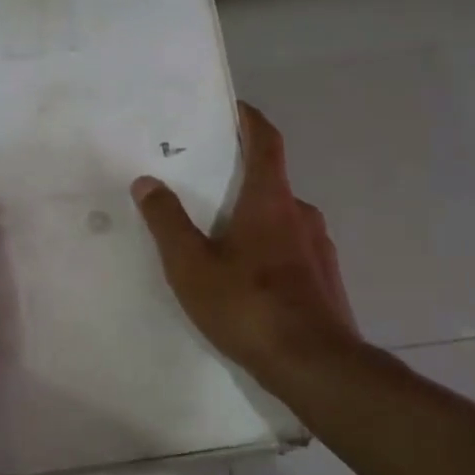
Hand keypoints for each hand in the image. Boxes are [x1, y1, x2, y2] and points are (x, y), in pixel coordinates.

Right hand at [131, 101, 358, 388]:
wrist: (315, 365)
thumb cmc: (248, 306)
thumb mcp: (192, 266)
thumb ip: (168, 222)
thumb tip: (148, 181)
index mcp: (271, 200)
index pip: (266, 141)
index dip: (249, 119)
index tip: (232, 108)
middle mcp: (301, 213)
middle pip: (271, 181)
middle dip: (241, 179)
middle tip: (205, 188)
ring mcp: (319, 247)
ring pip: (282, 219)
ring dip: (255, 219)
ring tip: (220, 241)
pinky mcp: (326, 279)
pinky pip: (293, 250)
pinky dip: (269, 250)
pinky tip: (249, 281)